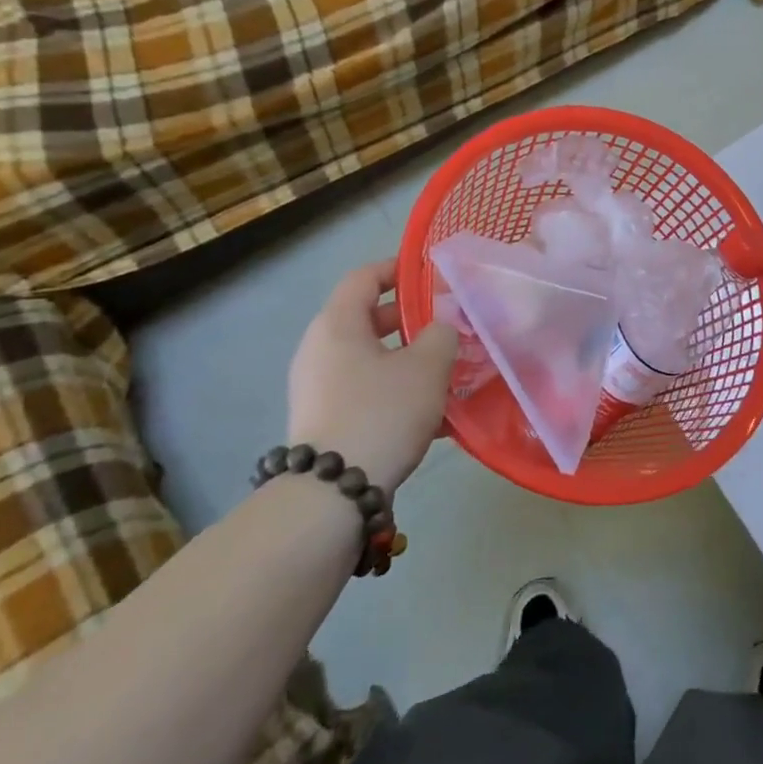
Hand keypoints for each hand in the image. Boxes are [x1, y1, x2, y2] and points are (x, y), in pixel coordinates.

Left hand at [287, 259, 457, 494]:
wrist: (333, 495)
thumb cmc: (381, 413)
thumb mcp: (427, 367)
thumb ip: (441, 334)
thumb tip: (440, 328)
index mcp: (337, 324)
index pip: (364, 277)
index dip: (397, 269)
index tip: (428, 274)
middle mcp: (319, 350)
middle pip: (366, 318)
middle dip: (408, 320)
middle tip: (445, 327)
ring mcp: (316, 388)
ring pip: (368, 358)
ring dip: (405, 359)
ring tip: (444, 373)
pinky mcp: (323, 421)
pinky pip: (363, 390)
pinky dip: (393, 390)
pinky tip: (430, 415)